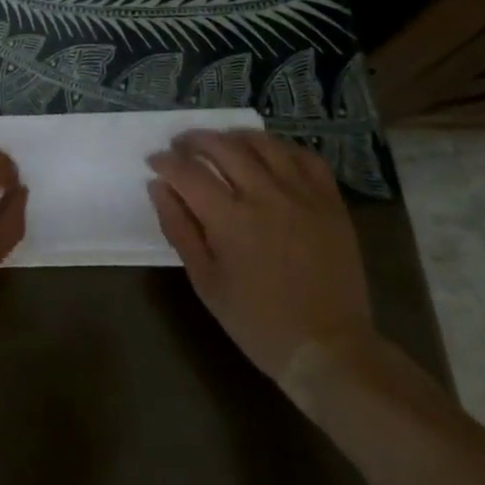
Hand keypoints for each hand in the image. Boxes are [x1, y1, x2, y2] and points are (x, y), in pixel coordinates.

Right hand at [147, 129, 373, 380]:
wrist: (328, 348)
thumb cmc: (257, 322)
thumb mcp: (206, 282)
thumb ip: (179, 229)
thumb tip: (158, 187)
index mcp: (230, 219)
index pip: (187, 172)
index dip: (165, 161)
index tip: (154, 161)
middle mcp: (265, 196)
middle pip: (223, 147)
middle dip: (194, 140)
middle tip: (181, 145)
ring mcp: (302, 195)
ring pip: (264, 144)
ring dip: (235, 136)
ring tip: (222, 142)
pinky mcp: (330, 202)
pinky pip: (306, 158)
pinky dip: (283, 149)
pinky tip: (270, 155)